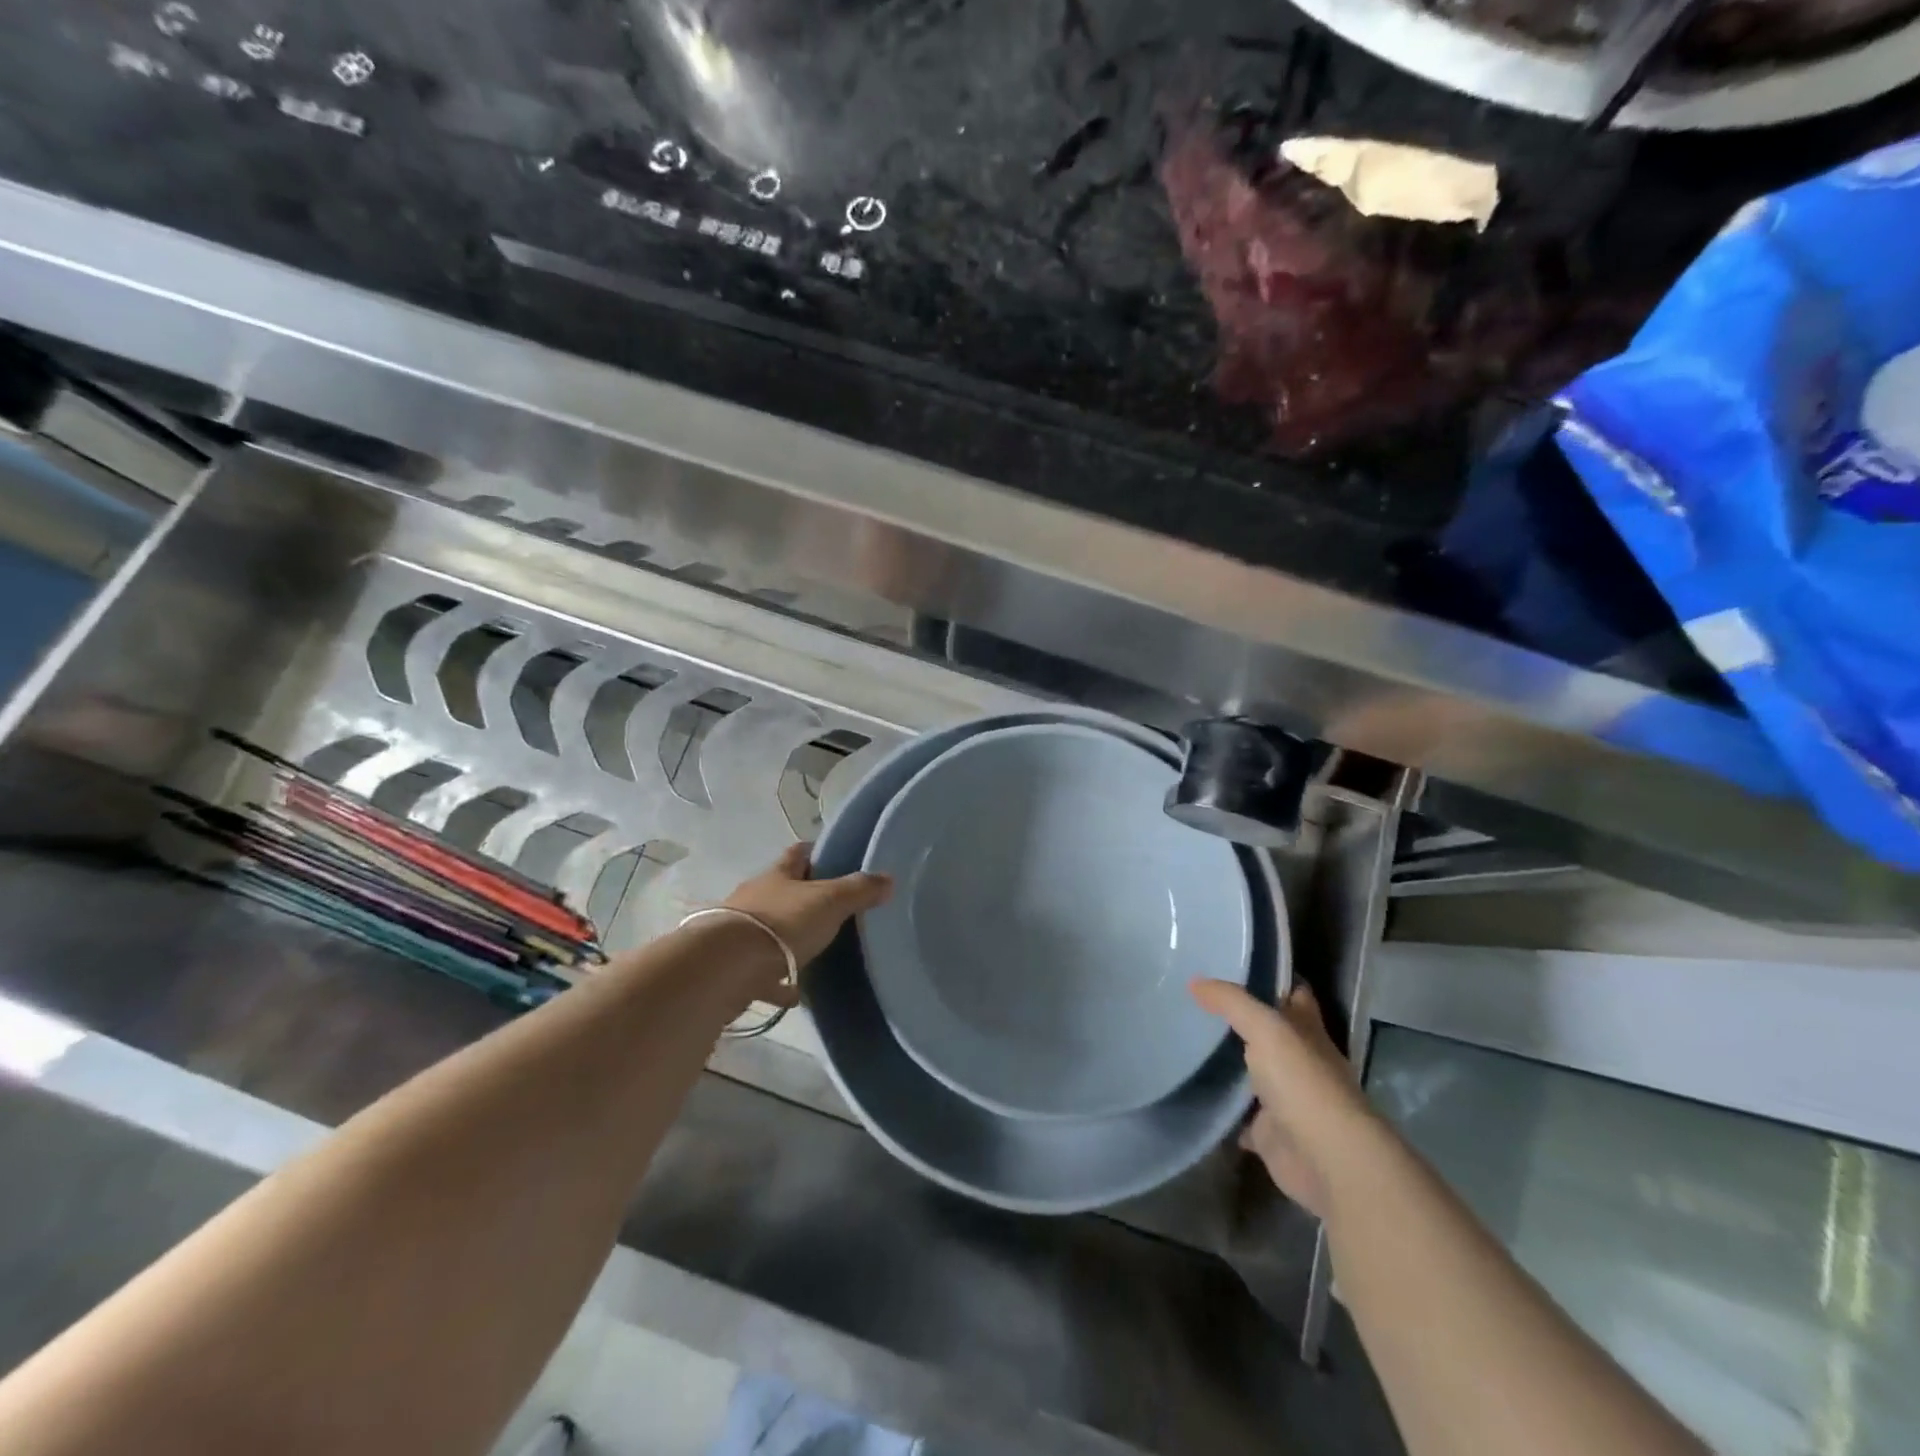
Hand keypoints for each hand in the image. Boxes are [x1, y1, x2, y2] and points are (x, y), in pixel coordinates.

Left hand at [722, 844, 891, 985]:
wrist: (727, 968)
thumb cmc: (782, 923)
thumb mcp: (830, 901)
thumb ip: (859, 890)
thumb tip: (888, 878)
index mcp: (778, 875)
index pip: (798, 853)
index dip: (815, 852)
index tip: (833, 857)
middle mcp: (756, 898)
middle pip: (782, 891)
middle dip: (803, 897)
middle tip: (832, 908)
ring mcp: (741, 932)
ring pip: (770, 930)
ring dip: (789, 939)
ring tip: (815, 951)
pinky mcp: (734, 966)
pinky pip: (762, 971)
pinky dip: (777, 980)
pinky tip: (794, 993)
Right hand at [1190, 979, 1378, 1217]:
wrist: (1327, 1160)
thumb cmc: (1303, 1082)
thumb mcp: (1266, 1028)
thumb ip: (1231, 1002)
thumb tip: (1195, 981)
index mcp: (1306, 1030)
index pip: (1293, 993)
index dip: (1272, 978)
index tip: (1235, 963)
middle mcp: (1297, 1060)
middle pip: (1267, 1032)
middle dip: (1238, 1019)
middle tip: (1194, 999)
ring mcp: (1284, 1098)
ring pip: (1250, 1073)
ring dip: (1226, 1062)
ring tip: (1183, 1037)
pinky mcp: (1268, 1133)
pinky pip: (1238, 1114)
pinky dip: (1220, 1106)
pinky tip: (1192, 1090)